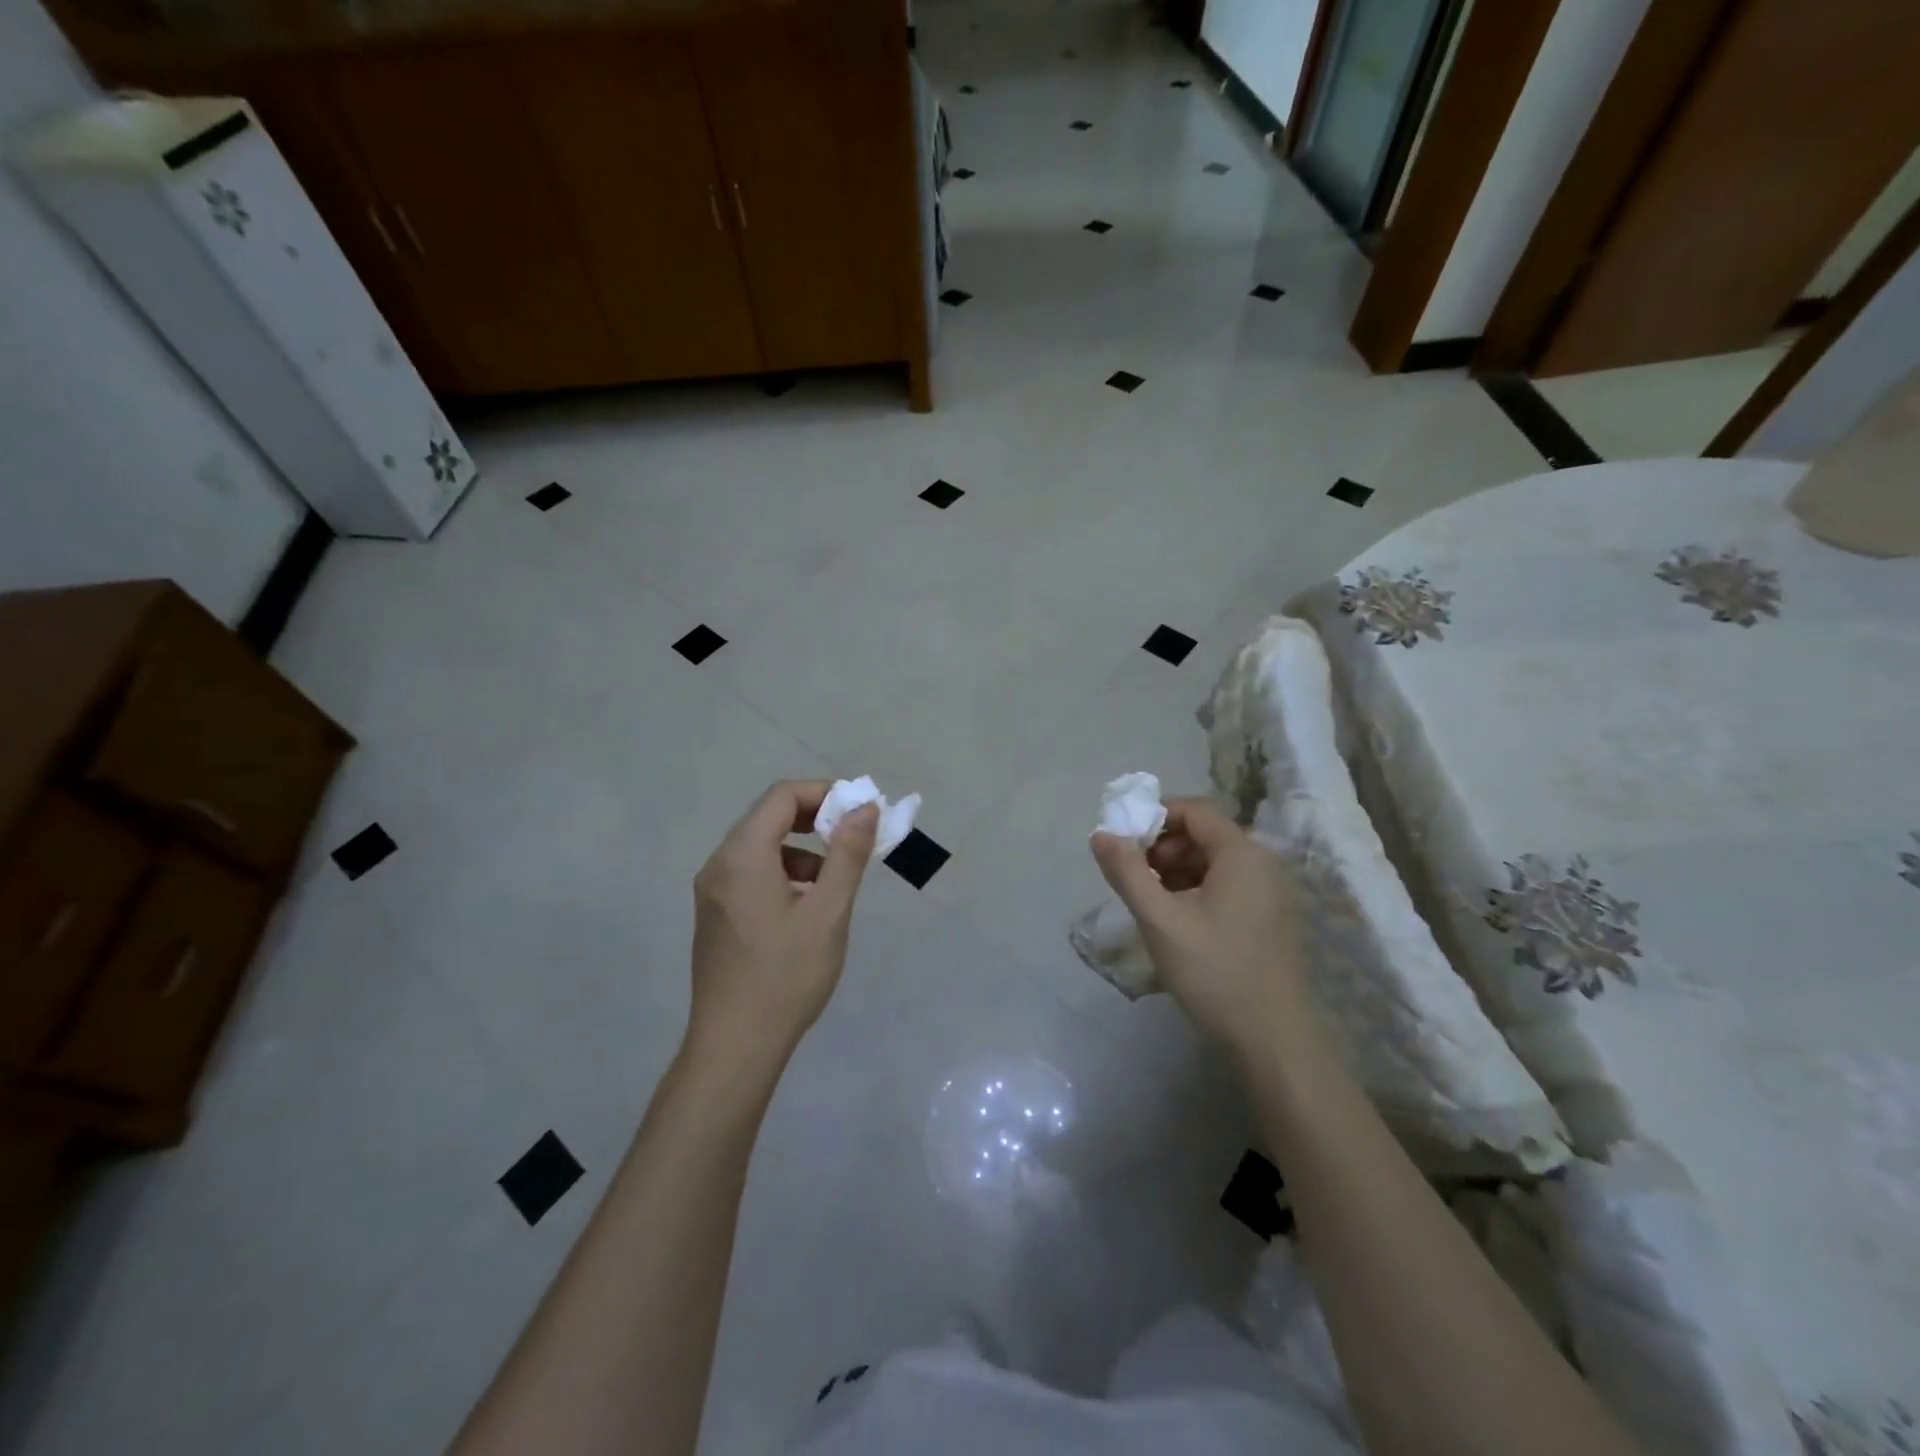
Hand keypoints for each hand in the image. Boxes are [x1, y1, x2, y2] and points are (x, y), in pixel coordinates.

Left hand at [687, 781, 878, 1070]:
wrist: (735, 1046)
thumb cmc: (786, 976)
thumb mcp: (828, 912)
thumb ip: (847, 854)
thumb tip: (864, 808)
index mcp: (742, 855)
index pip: (782, 796)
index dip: (824, 793)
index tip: (859, 811)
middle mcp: (719, 864)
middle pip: (768, 817)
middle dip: (815, 819)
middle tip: (853, 838)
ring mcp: (711, 891)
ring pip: (760, 846)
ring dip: (801, 849)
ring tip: (833, 882)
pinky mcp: (714, 914)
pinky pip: (750, 872)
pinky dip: (783, 871)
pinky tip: (806, 907)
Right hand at [1090, 798, 1310, 1056]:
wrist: (1272, 1040)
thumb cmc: (1213, 971)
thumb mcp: (1159, 919)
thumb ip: (1127, 871)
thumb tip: (1100, 834)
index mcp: (1242, 854)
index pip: (1194, 810)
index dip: (1154, 817)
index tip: (1124, 843)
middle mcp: (1264, 864)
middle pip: (1205, 835)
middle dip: (1163, 847)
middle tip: (1135, 877)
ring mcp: (1273, 893)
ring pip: (1215, 862)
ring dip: (1178, 870)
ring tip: (1151, 902)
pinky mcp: (1272, 919)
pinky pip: (1229, 886)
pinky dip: (1198, 890)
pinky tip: (1178, 921)